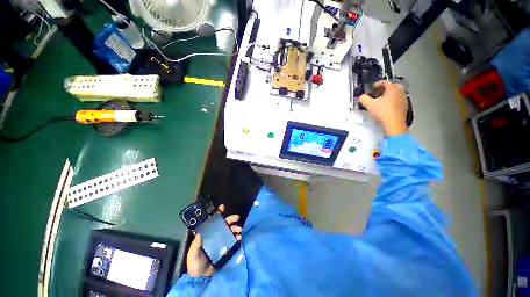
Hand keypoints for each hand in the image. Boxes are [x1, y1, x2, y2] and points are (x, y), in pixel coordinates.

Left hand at [186, 204, 241, 277]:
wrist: (201, 278)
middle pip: (221, 227)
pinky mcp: (225, 253)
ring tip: (239, 229)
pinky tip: (240, 238)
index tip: (222, 207)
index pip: (209, 224)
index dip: (215, 215)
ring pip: (227, 234)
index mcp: (203, 237)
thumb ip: (196, 244)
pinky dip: (236, 240)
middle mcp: (212, 239)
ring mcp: (219, 246)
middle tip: (236, 218)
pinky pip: (231, 244)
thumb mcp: (193, 253)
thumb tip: (200, 232)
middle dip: (228, 221)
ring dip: (233, 230)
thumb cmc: (194, 264)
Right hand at [358, 80, 408, 136]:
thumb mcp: (370, 105)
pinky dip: (396, 102)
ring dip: (392, 95)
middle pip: (394, 85)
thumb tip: (360, 97)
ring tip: (385, 100)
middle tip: (381, 92)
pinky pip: (400, 101)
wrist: (395, 126)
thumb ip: (364, 98)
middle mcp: (399, 92)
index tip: (373, 89)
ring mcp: (404, 100)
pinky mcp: (406, 108)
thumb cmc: (383, 113)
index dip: (377, 84)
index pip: (384, 82)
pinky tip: (390, 108)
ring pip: (398, 93)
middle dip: (388, 88)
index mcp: (392, 88)